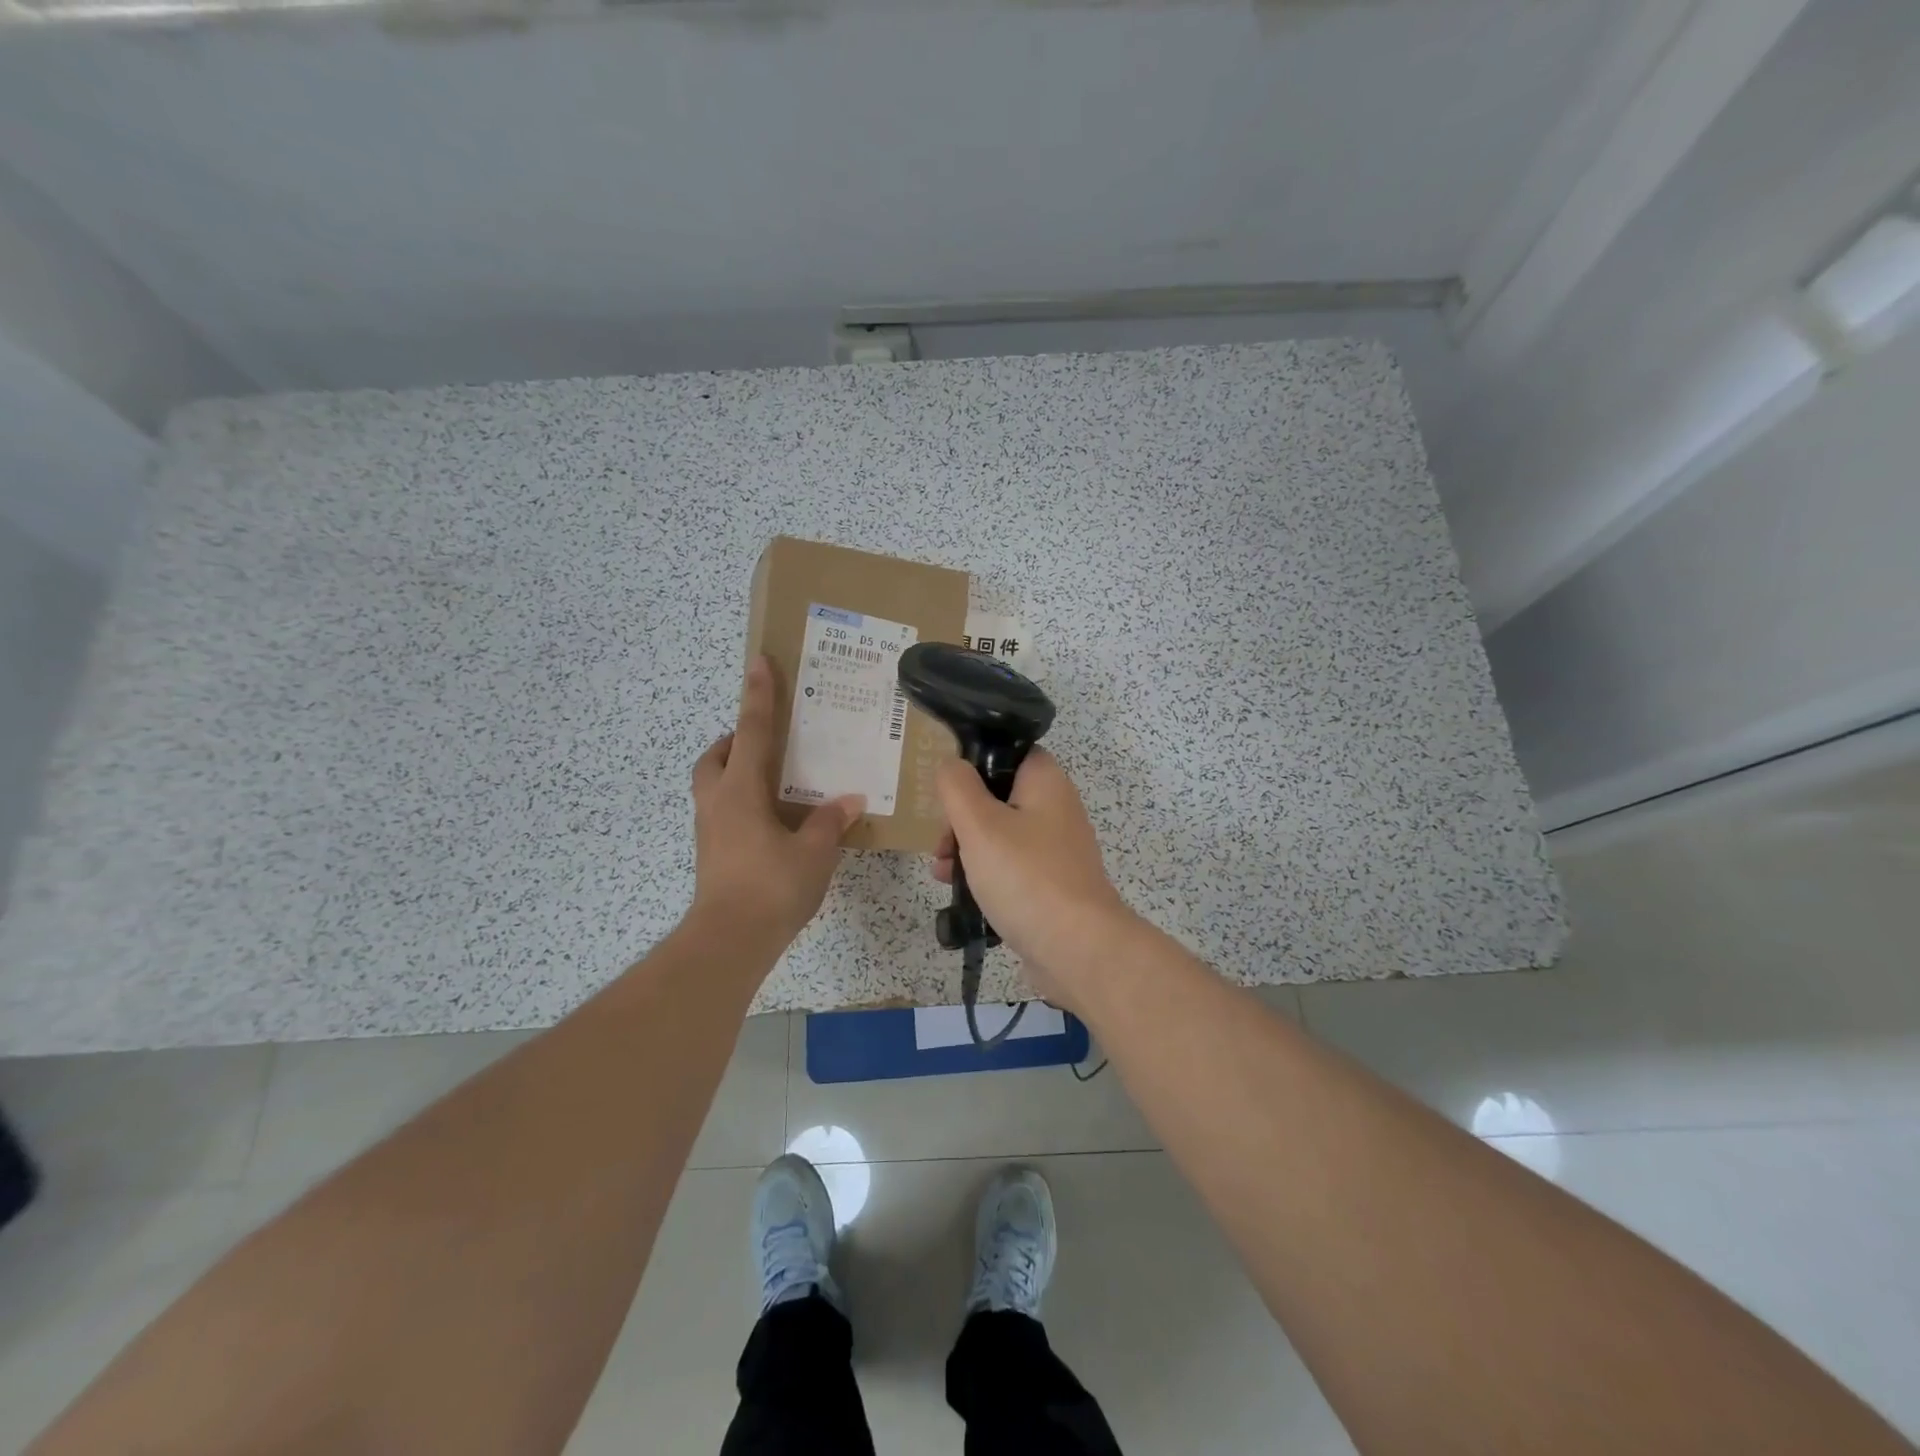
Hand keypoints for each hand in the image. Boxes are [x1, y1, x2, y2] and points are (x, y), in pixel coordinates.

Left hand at [690, 657, 863, 945]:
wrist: (729, 940)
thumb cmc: (771, 887)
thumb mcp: (814, 852)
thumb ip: (829, 821)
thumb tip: (848, 799)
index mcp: (741, 791)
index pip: (752, 731)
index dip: (758, 695)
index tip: (758, 662)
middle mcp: (717, 802)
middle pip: (716, 756)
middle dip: (736, 740)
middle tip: (767, 741)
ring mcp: (709, 829)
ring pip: (713, 783)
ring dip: (734, 770)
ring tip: (771, 779)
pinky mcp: (711, 852)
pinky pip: (721, 809)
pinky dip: (739, 800)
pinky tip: (769, 820)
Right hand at [932, 748, 1134, 1009]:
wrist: (1077, 950)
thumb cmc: (1025, 877)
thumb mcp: (979, 824)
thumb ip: (957, 786)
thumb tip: (950, 765)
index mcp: (1045, 782)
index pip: (1007, 752)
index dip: (973, 764)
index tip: (945, 790)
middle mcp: (1055, 809)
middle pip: (997, 797)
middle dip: (961, 818)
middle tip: (940, 842)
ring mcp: (1055, 850)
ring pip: (1000, 835)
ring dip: (967, 849)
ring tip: (940, 872)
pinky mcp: (1051, 885)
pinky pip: (1010, 868)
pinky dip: (986, 875)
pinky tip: (961, 895)